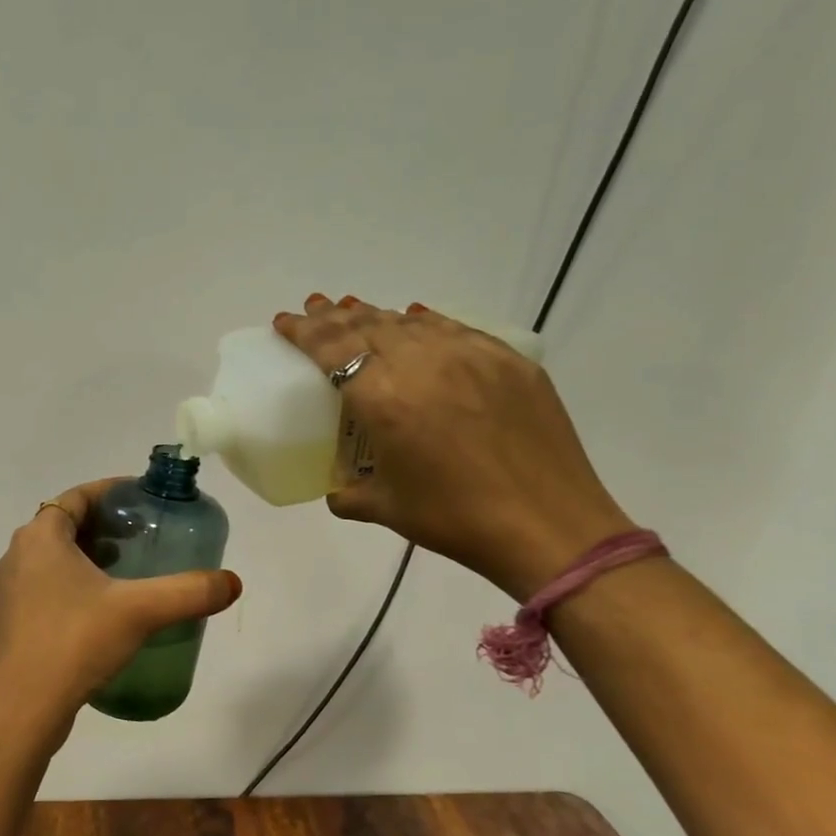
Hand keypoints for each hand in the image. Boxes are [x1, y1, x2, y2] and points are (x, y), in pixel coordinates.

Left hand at [0, 477, 242, 741]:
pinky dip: (79, 581)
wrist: (22, 709)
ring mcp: (14, 590)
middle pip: (67, 524)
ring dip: (92, 554)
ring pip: (58, 556)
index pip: (77, 496)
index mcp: (40, 537)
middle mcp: (20, 555)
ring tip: (133, 567)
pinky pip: (51, 584)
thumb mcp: (139, 611)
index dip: (111, 491)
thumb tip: (232, 582)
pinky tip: (109, 607)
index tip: (143, 498)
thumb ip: (188, 592)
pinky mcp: (17, 620)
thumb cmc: (74, 642)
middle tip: (146, 533)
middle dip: (106, 524)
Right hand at [275, 295, 633, 598]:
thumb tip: (338, 490)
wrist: (549, 527)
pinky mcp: (508, 360)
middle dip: (334, 316)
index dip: (303, 330)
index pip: (332, 348)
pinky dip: (424, 323)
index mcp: (383, 398)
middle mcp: (422, 364)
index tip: (285, 320)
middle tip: (315, 308)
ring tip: (356, 313)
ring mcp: (470, 356)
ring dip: (376, 316)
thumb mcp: (387, 508)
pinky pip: (454, 329)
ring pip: (410, 322)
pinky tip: (416, 322)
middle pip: (367, 325)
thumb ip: (350, 493)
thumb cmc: (455, 520)